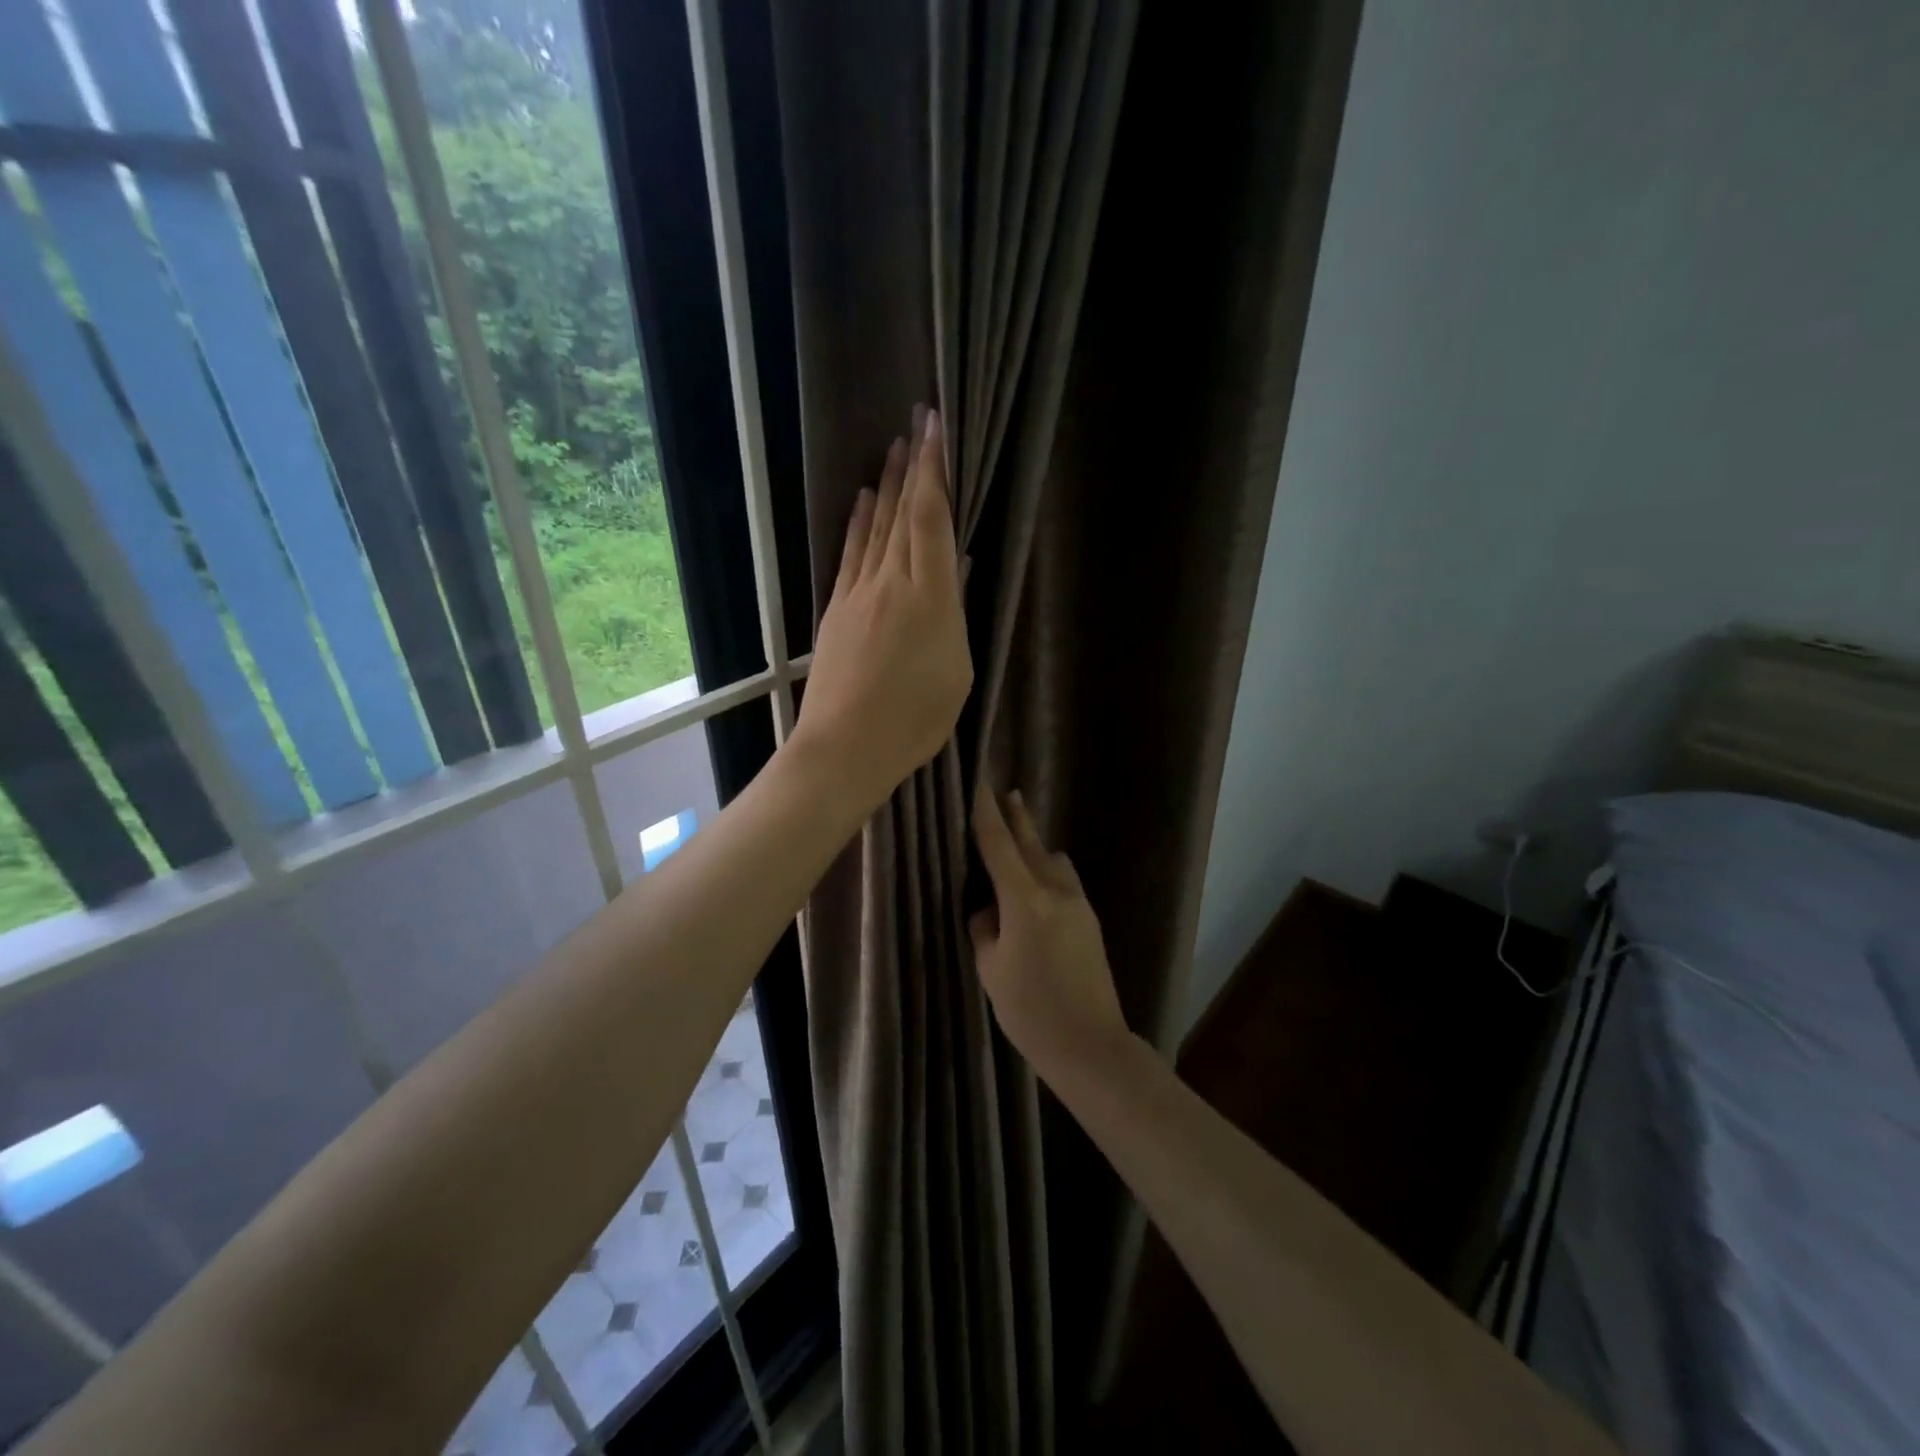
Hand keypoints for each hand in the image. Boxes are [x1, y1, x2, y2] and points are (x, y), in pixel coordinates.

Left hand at [792, 406, 972, 813]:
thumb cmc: (914, 720)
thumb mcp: (956, 673)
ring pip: (874, 527)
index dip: (934, 470)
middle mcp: (891, 582)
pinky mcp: (837, 610)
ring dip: (885, 486)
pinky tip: (861, 502)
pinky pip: (850, 553)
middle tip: (917, 422)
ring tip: (894, 450)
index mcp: (929, 597)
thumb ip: (954, 616)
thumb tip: (955, 572)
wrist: (845, 747)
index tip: (936, 427)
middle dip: (911, 465)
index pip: (930, 518)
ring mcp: (858, 593)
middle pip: (900, 512)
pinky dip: (856, 523)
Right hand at [970, 785, 1131, 1080]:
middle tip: (1006, 792)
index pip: (998, 844)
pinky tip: (1036, 887)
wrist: (1090, 1044)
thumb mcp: (991, 969)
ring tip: (1017, 846)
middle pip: (1030, 842)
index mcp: (1024, 900)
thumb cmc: (1030, 1011)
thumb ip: (985, 928)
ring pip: (1052, 860)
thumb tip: (989, 908)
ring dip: (1034, 846)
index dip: (985, 812)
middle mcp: (1055, 890)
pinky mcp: (1090, 920)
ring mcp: (1078, 903)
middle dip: (1016, 817)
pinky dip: (1046, 871)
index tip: (979, 784)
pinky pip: (1063, 881)